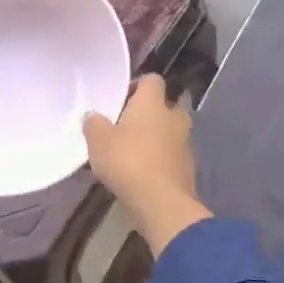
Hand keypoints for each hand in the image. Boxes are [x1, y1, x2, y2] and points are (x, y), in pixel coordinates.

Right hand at [84, 75, 210, 255]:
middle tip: (124, 128)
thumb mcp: (98, 141)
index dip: (136, 86)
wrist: (162, 203)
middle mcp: (174, 116)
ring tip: (132, 154)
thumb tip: (94, 116)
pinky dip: (160, 160)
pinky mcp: (189, 167)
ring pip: (169, 132)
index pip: (151, 79)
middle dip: (147, 115)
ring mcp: (185, 142)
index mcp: (153, 103)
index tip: (120, 101)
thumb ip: (94, 123)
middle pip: (162, 106)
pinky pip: (172, 155)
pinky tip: (143, 174)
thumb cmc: (128, 162)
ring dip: (155, 138)